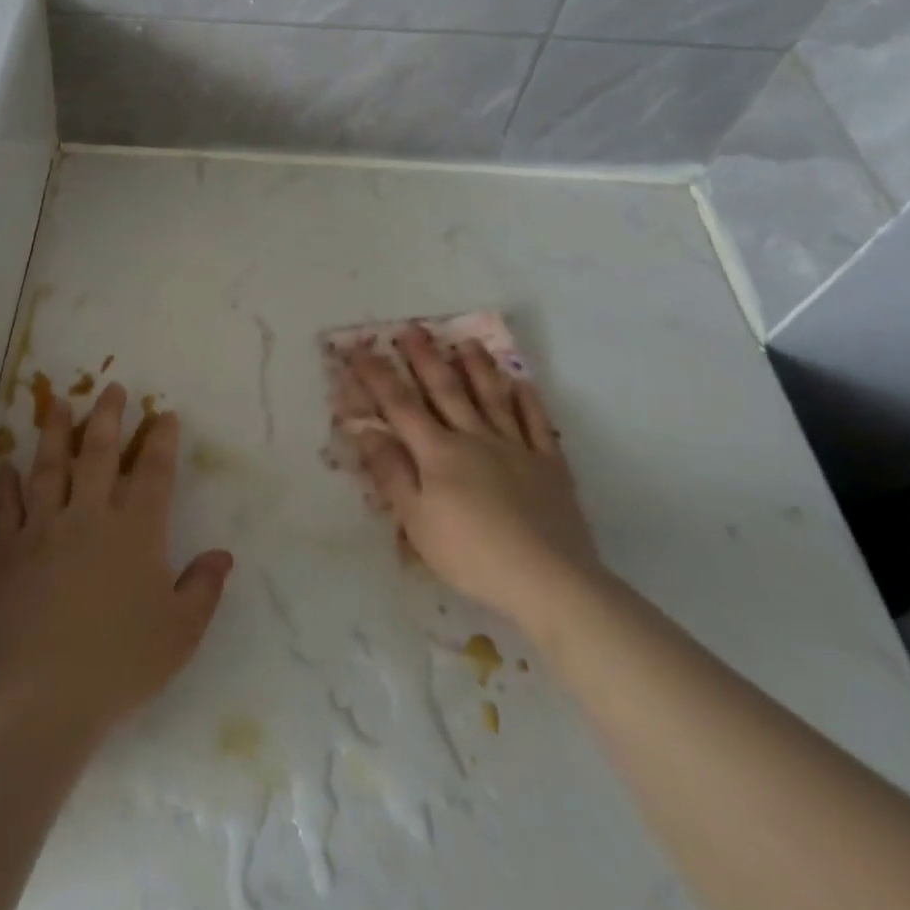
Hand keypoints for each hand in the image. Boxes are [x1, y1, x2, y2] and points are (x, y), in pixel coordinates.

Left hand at [0, 383, 233, 739]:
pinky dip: (5, 484)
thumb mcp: (180, 633)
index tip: (164, 413)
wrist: (45, 699)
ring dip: (55, 432)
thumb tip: (222, 554)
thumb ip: (203, 588)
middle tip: (111, 387)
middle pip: (98, 452)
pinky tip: (5, 465)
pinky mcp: (6, 552)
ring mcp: (43, 529)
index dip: (160, 439)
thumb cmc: (121, 664)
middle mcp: (89, 516)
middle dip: (108, 416)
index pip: (153, 471)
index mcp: (135, 531)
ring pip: (49, 467)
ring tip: (59, 403)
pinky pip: (5, 507)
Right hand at [348, 328, 599, 634]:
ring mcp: (516, 448)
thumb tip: (367, 430)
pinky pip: (537, 424)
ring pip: (492, 398)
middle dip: (425, 357)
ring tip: (466, 342)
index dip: (378, 377)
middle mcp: (475, 438)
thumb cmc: (472, 555)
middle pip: (446, 390)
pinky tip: (522, 384)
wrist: (549, 581)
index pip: (400, 406)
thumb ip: (392, 472)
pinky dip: (528, 401)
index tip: (360, 350)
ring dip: (477, 367)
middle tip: (412, 328)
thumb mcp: (416, 521)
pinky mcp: (549, 466)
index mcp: (439, 453)